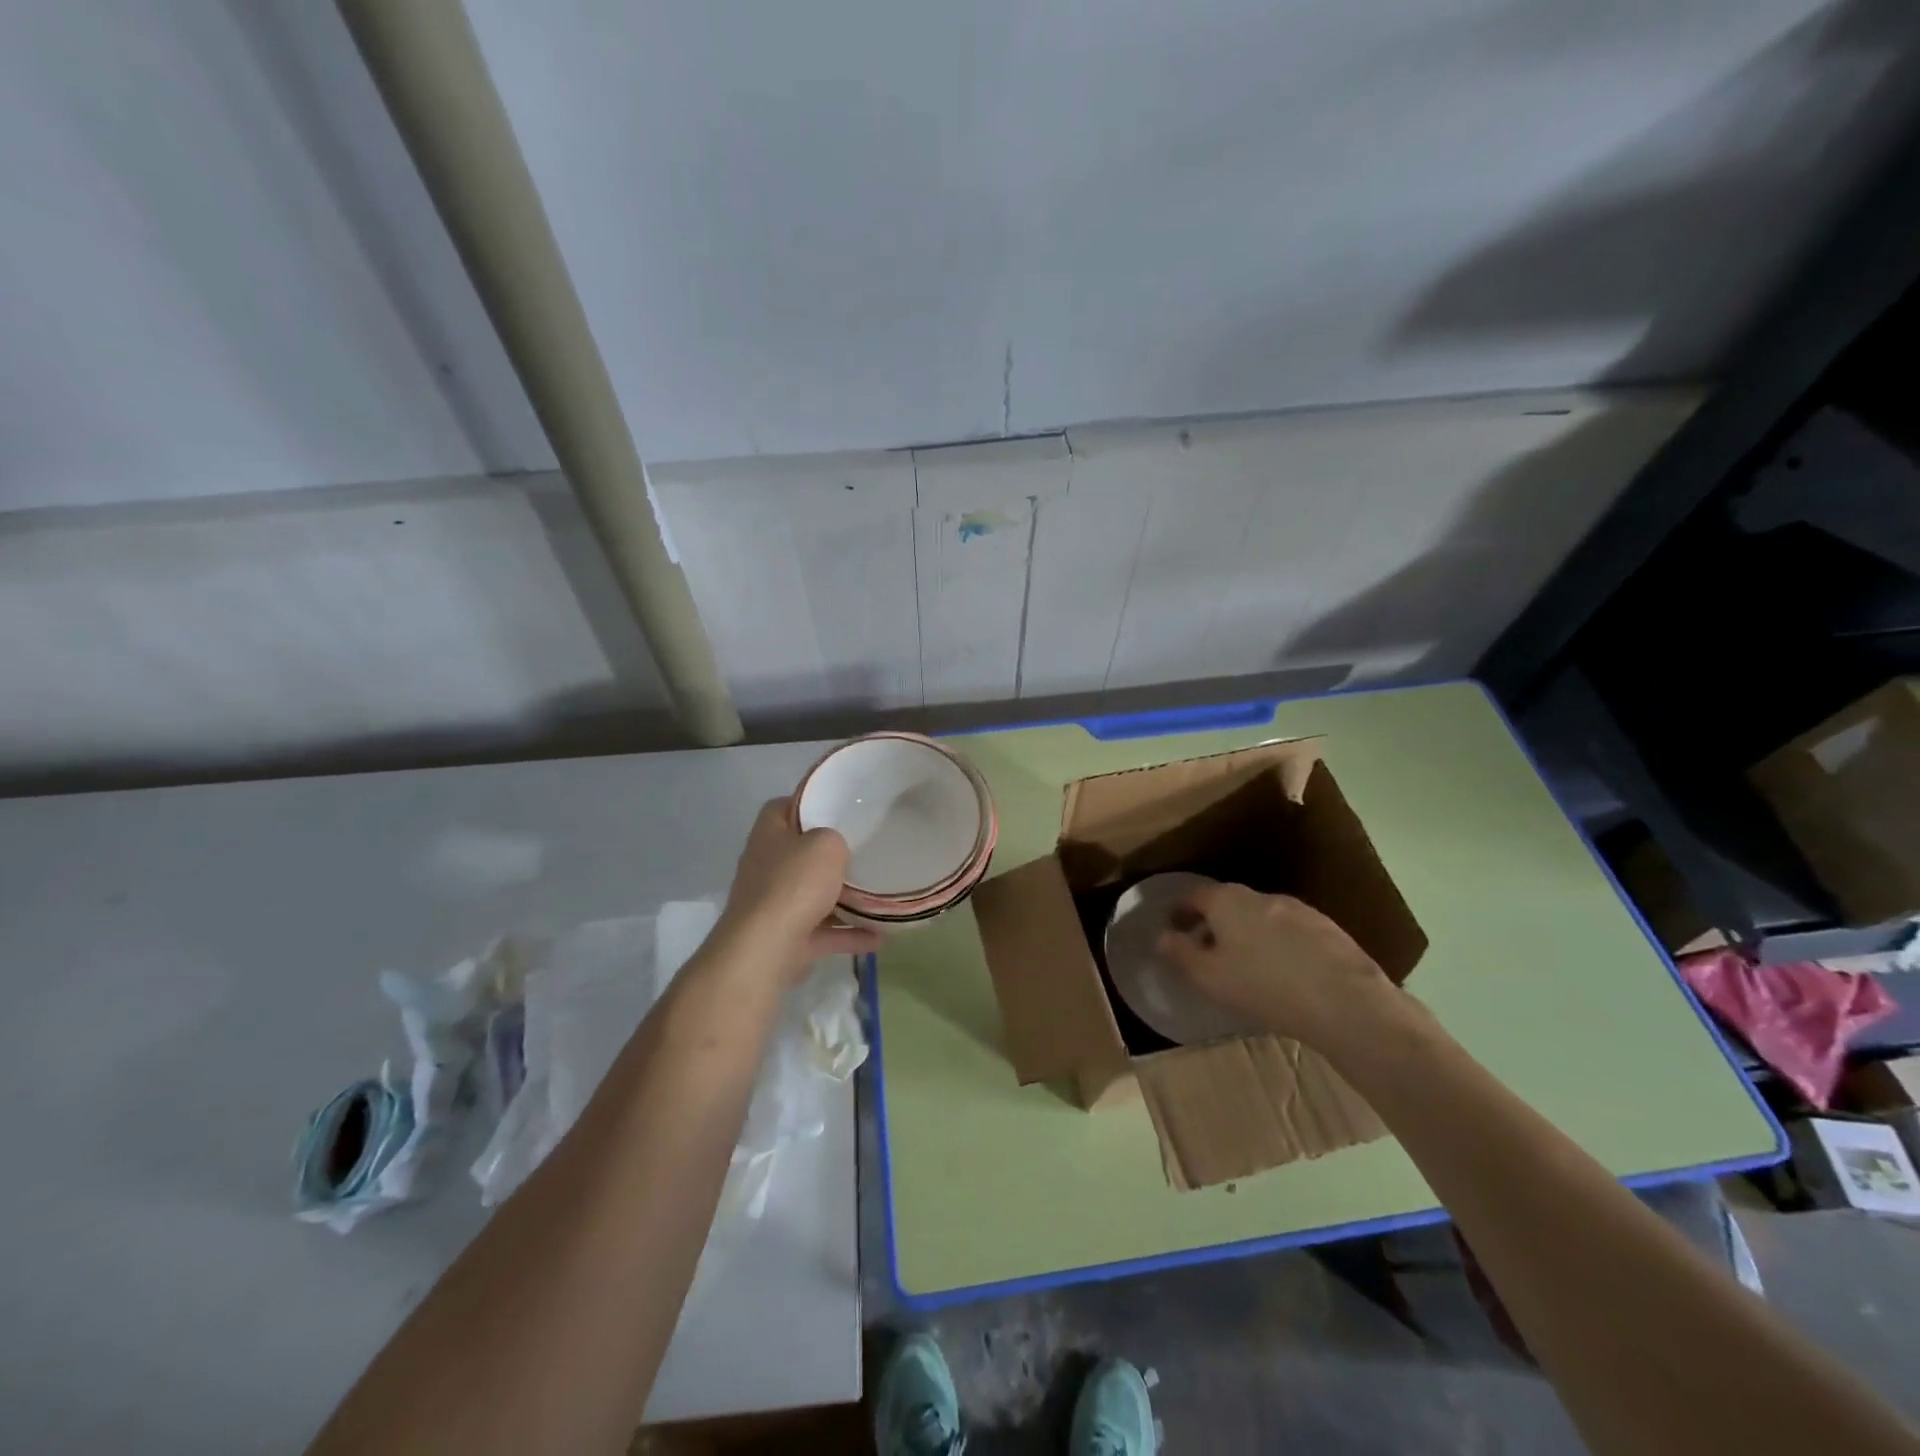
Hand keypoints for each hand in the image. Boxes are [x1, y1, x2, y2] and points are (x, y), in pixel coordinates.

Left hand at [716, 799, 880, 980]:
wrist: (765, 950)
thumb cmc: (794, 884)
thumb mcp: (826, 844)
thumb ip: (835, 839)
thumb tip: (834, 851)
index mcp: (769, 835)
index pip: (783, 807)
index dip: (808, 803)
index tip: (839, 806)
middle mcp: (767, 866)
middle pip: (800, 853)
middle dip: (830, 855)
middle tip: (864, 848)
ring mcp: (775, 905)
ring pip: (813, 895)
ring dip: (844, 898)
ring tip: (878, 893)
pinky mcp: (787, 938)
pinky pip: (824, 932)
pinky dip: (849, 934)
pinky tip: (880, 935)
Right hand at [1157, 882, 1396, 1048]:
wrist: (1346, 1002)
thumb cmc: (1263, 986)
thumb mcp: (1208, 976)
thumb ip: (1180, 953)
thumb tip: (1162, 936)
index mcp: (1227, 901)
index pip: (1194, 895)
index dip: (1179, 910)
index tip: (1172, 925)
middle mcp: (1261, 896)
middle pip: (1228, 903)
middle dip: (1214, 922)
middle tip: (1206, 948)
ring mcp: (1299, 910)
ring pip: (1262, 916)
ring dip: (1248, 933)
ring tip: (1246, 963)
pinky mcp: (1329, 930)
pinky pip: (1291, 932)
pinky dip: (1278, 944)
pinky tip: (1284, 972)